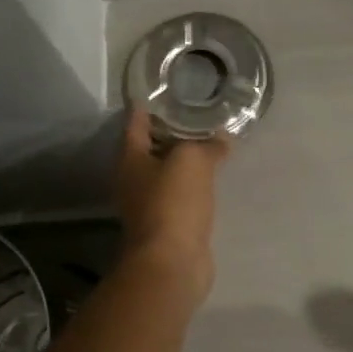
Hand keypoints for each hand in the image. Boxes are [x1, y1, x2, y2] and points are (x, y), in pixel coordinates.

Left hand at [115, 109, 228, 299]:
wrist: (173, 262)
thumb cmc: (173, 203)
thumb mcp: (192, 160)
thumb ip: (207, 144)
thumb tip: (222, 138)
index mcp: (130, 159)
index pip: (136, 121)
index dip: (150, 104)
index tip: (167, 89)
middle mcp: (134, 179)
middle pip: (152, 146)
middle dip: (173, 130)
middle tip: (200, 111)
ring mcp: (150, 204)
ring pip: (169, 172)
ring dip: (187, 159)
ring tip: (212, 140)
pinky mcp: (169, 223)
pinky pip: (183, 194)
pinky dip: (196, 183)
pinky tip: (214, 176)